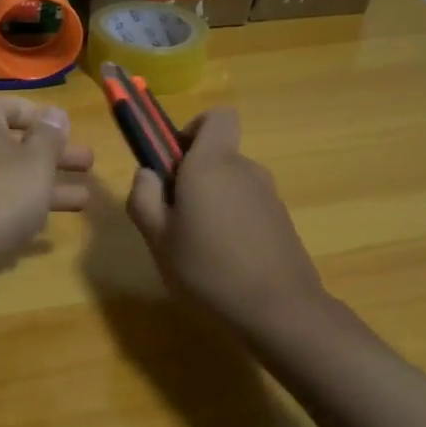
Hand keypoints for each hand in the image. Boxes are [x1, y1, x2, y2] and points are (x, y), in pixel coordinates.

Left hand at [0, 96, 94, 270]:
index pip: (19, 108)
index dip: (49, 121)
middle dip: (55, 157)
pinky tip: (44, 225)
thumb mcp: (36, 162)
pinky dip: (18, 206)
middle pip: (16, 144)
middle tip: (89, 164)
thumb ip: (51, 137)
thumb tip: (57, 114)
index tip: (73, 134)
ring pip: (8, 175)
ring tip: (83, 201)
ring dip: (44, 186)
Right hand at [125, 109, 331, 333]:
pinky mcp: (282, 221)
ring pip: (231, 184)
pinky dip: (232, 222)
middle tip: (173, 218)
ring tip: (196, 247)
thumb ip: (143, 197)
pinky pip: (247, 207)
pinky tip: (223, 261)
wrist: (279, 310)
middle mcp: (244, 169)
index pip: (216, 116)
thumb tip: (148, 173)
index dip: (192, 130)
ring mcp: (268, 195)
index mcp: (212, 163)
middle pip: (217, 155)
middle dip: (193, 176)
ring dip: (212, 202)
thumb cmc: (207, 269)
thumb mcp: (157, 237)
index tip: (173, 163)